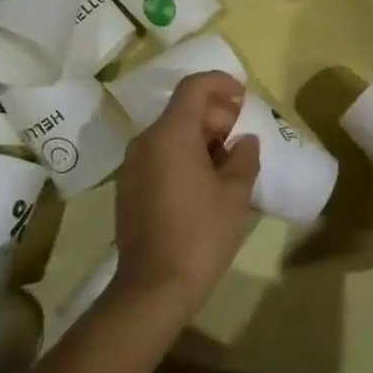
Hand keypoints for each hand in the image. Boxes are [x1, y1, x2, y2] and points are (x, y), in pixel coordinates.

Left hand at [111, 71, 258, 323]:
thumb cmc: (200, 234)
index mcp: (171, 134)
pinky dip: (183, 156)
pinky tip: (205, 184)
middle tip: (241, 137)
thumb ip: (244, 158)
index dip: (221, 83)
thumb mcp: (235, 194)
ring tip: (228, 163)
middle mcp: (146, 142)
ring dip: (200, 138)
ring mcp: (132, 166)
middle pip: (182, 110)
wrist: (152, 290)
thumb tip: (244, 141)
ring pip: (170, 134)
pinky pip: (159, 157)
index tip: (243, 97)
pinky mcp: (128, 190)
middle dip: (215, 115)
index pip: (194, 87)